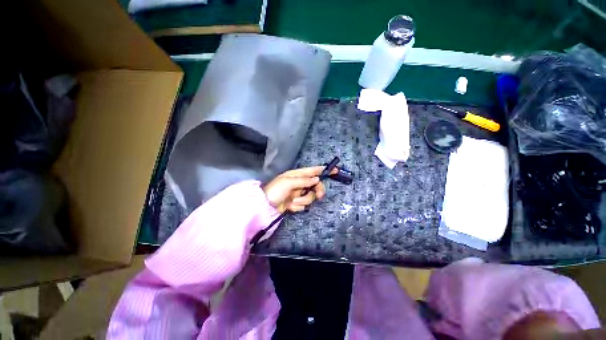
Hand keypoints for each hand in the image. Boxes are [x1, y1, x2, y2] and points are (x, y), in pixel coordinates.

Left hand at [263, 166, 334, 212]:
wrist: (265, 206)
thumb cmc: (275, 190)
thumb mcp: (288, 182)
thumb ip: (304, 181)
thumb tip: (317, 179)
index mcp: (297, 175)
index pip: (313, 171)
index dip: (323, 170)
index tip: (335, 170)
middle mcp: (299, 183)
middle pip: (316, 185)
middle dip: (317, 190)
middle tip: (320, 195)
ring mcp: (298, 194)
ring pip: (310, 197)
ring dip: (302, 200)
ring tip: (292, 202)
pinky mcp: (296, 203)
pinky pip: (303, 205)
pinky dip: (297, 206)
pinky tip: (289, 206)